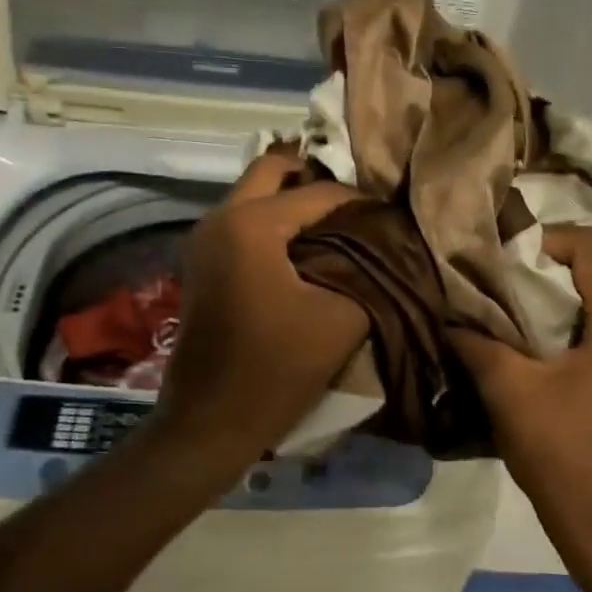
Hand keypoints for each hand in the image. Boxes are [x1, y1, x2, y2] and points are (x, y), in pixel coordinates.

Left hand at [155, 151, 368, 466]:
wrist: (210, 421)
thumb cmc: (277, 368)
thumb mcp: (341, 318)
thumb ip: (369, 271)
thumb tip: (386, 246)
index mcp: (251, 224)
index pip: (318, 191)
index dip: (359, 202)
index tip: (390, 219)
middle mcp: (220, 217)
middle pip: (273, 170)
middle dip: (315, 179)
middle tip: (354, 205)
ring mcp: (203, 239)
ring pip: (253, 193)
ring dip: (291, 199)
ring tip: (336, 226)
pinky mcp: (201, 262)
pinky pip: (241, 220)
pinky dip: (272, 221)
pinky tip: (304, 249)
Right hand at [449, 228, 591, 556]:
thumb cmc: (560, 447)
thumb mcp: (509, 388)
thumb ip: (476, 342)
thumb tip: (446, 315)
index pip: (591, 247)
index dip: (545, 240)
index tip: (503, 259)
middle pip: (589, 269)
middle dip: (537, 268)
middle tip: (490, 279)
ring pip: (585, 299)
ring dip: (541, 297)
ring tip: (495, 307)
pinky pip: (584, 327)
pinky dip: (550, 323)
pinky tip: (512, 341)